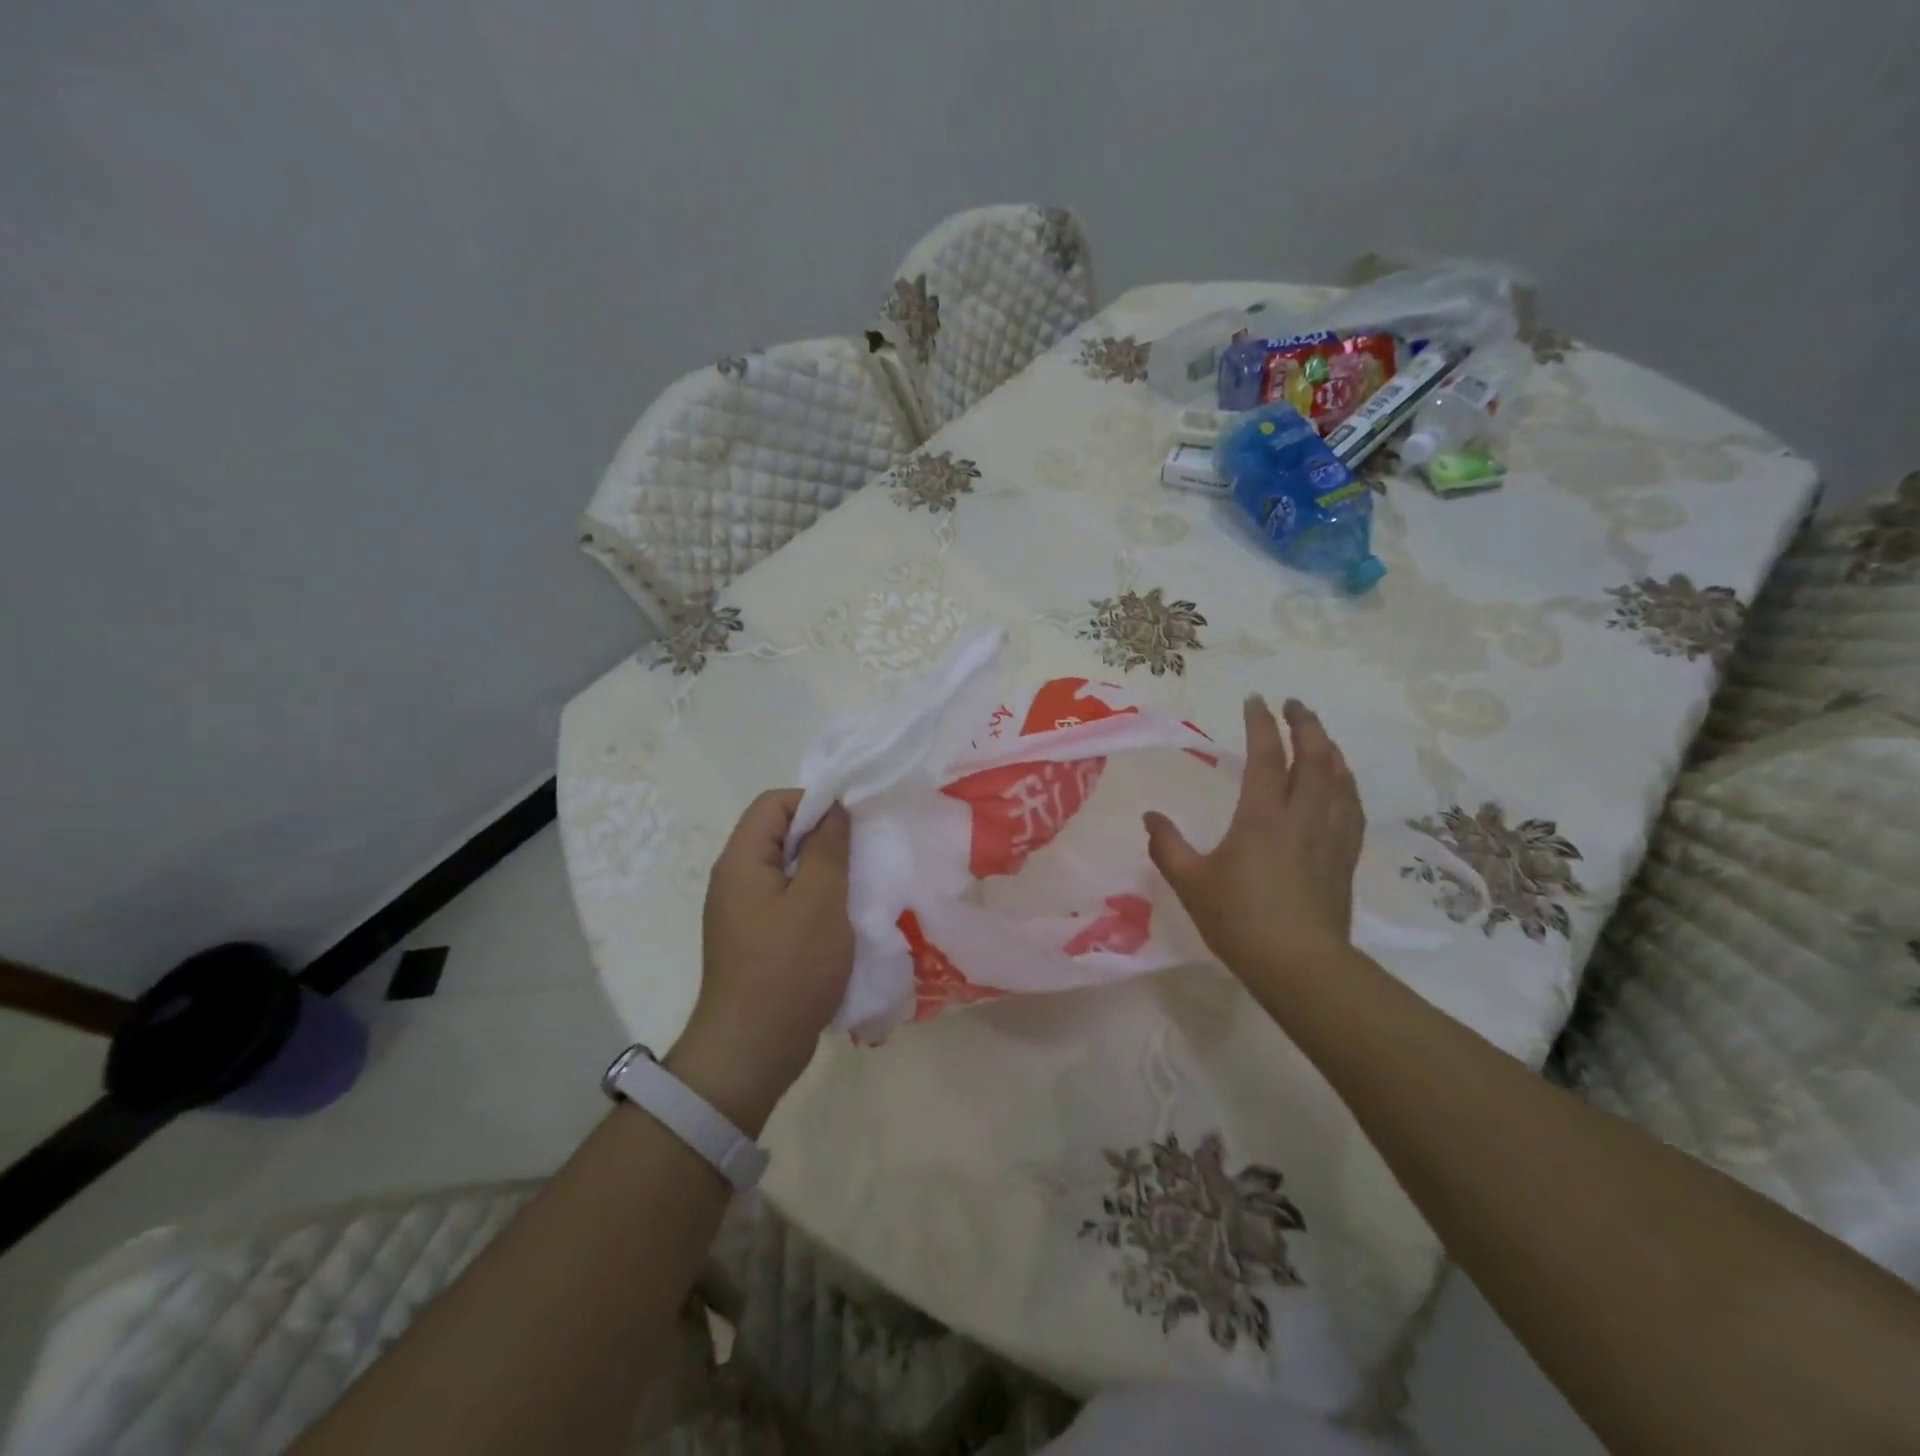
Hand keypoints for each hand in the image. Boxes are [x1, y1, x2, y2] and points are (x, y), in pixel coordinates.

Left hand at [666, 790, 853, 1135]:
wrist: (752, 1051)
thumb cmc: (789, 968)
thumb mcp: (819, 901)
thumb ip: (827, 847)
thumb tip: (832, 809)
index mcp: (741, 861)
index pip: (773, 803)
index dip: (813, 803)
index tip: (850, 826)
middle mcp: (734, 879)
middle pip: (778, 834)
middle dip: (821, 837)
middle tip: (859, 856)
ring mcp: (742, 911)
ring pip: (786, 869)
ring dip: (821, 871)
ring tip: (855, 887)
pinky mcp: (754, 938)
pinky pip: (785, 900)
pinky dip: (813, 899)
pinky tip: (839, 919)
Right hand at [1144, 696, 1363, 990]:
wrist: (1300, 966)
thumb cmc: (1240, 920)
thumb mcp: (1191, 883)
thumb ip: (1167, 846)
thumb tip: (1151, 817)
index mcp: (1263, 817)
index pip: (1266, 757)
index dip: (1261, 725)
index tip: (1256, 699)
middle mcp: (1302, 817)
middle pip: (1313, 759)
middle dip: (1306, 726)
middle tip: (1296, 704)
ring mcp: (1330, 837)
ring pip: (1339, 780)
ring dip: (1330, 750)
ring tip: (1320, 736)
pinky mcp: (1344, 858)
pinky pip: (1352, 808)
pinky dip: (1347, 785)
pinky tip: (1343, 785)